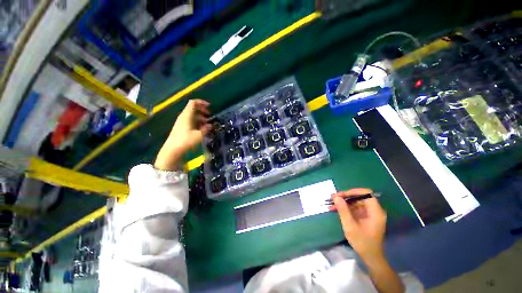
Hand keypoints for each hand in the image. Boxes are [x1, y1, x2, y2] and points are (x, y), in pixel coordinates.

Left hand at [154, 99, 210, 170]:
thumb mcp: (199, 135)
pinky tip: (202, 129)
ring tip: (207, 124)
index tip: (210, 107)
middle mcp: (183, 116)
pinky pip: (190, 121)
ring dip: (201, 118)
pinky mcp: (181, 127)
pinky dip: (197, 122)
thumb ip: (206, 129)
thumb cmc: (186, 141)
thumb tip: (210, 125)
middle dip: (203, 111)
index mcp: (187, 115)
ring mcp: (181, 122)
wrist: (172, 150)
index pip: (193, 103)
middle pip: (193, 108)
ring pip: (192, 115)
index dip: (202, 102)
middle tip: (210, 116)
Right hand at [331, 188, 386, 263]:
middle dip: (345, 197)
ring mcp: (370, 214)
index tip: (341, 195)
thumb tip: (336, 197)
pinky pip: (355, 208)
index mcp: (375, 211)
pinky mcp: (366, 217)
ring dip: (344, 202)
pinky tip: (336, 209)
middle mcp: (374, 210)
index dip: (353, 192)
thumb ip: (343, 210)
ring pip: (356, 202)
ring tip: (332, 204)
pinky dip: (346, 208)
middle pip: (360, 197)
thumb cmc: (362, 242)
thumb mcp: (350, 226)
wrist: (370, 257)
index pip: (366, 193)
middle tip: (333, 198)